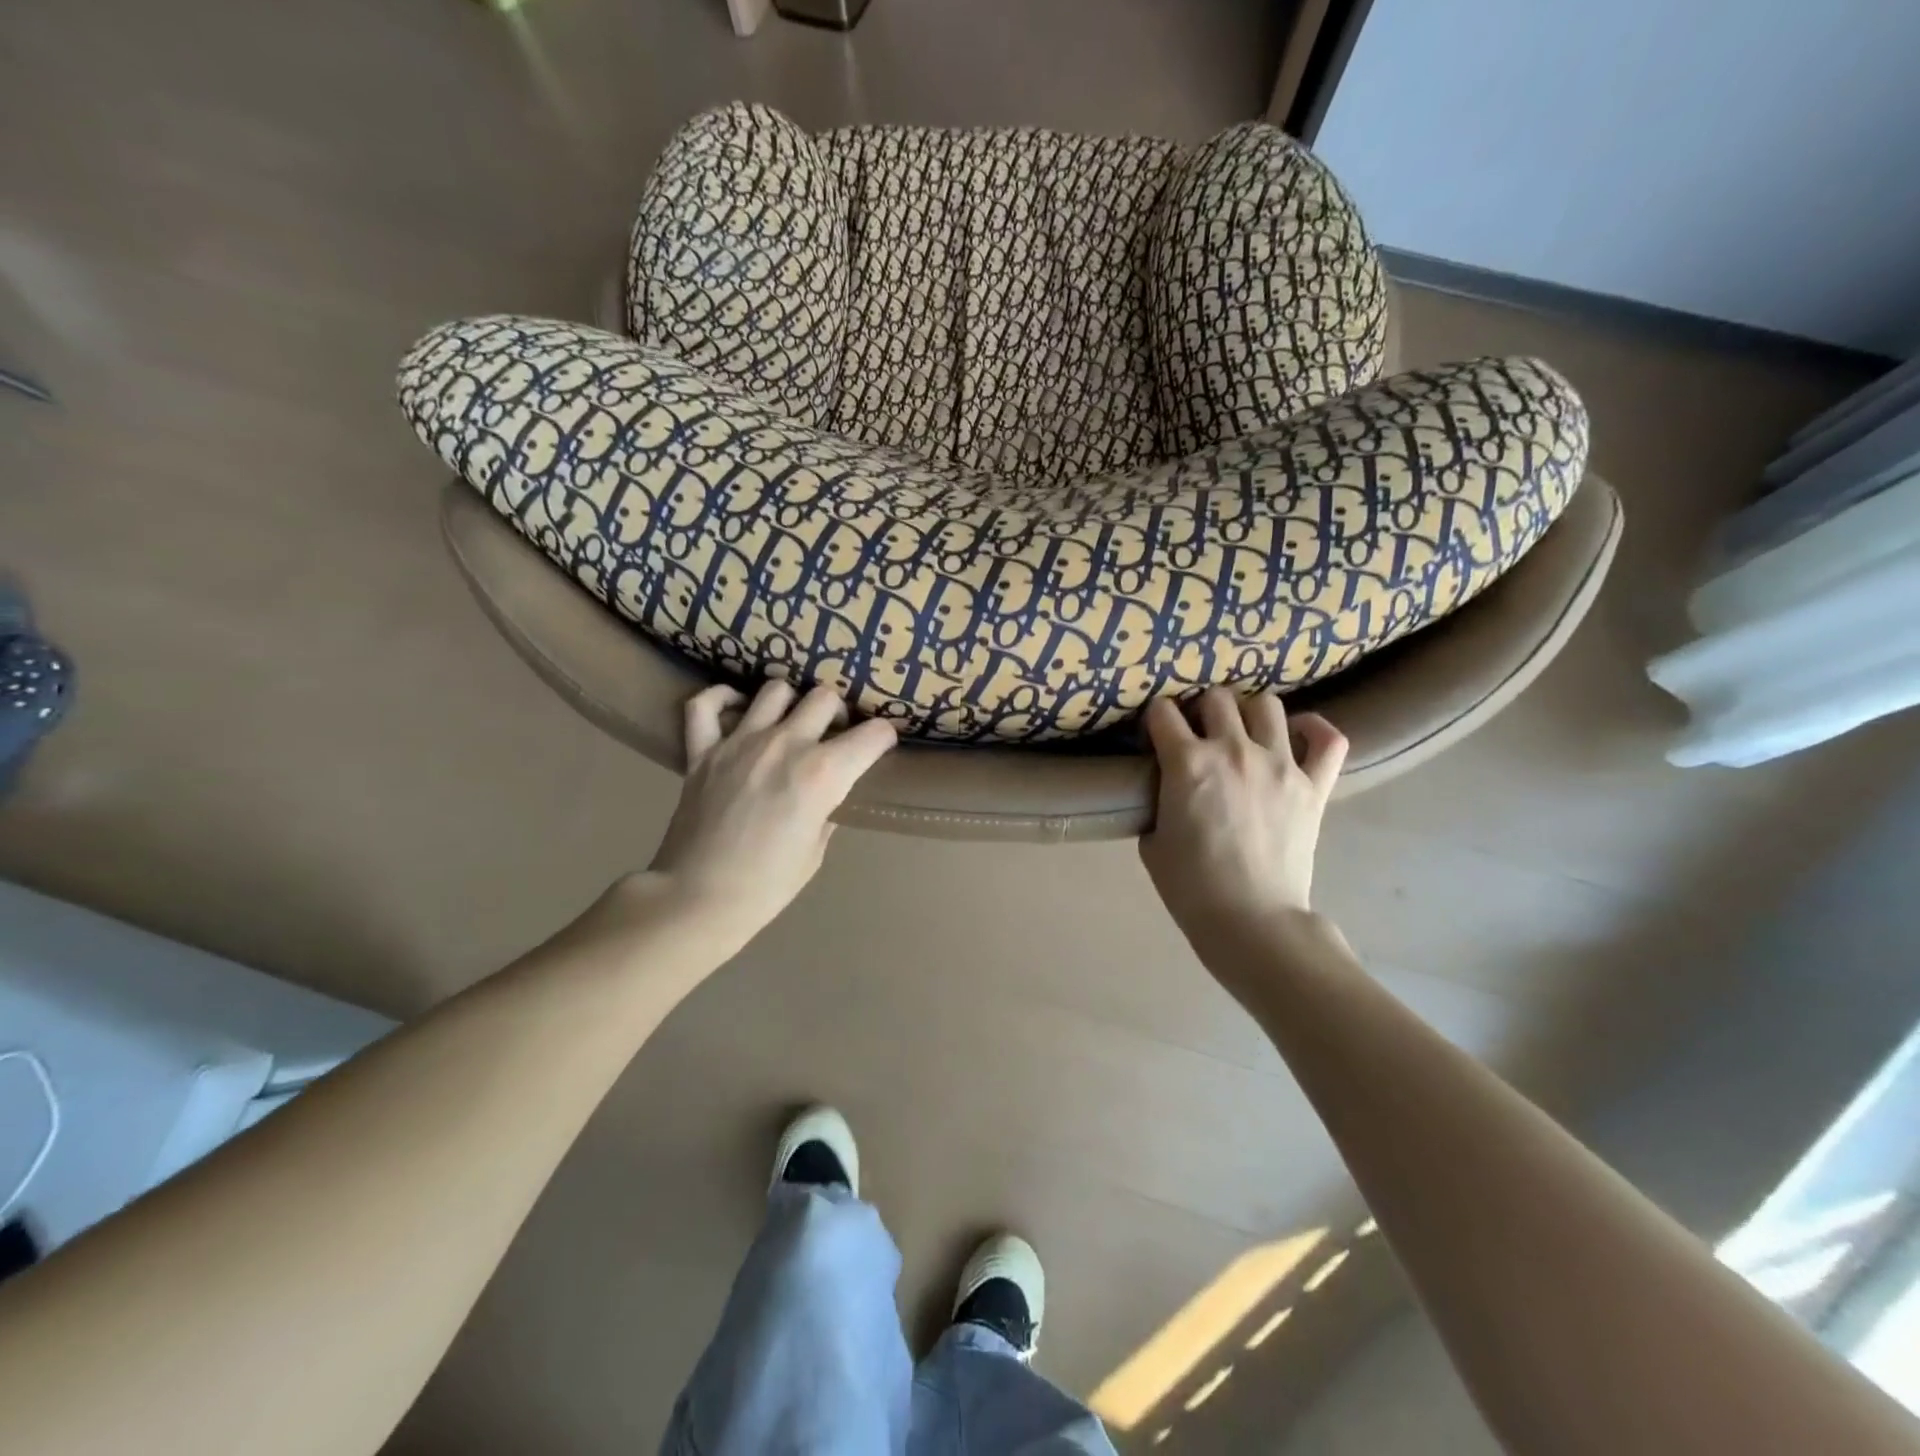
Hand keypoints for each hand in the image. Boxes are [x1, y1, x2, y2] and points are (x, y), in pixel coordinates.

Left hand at [645, 679, 895, 950]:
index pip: (873, 735)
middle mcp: (786, 744)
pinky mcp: (703, 750)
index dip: (884, 738)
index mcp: (823, 773)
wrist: (699, 898)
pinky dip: (721, 699)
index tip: (882, 746)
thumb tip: (827, 793)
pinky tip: (735, 708)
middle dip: (838, 713)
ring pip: (776, 690)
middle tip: (834, 735)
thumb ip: (826, 809)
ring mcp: (740, 742)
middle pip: (825, 698)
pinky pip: (705, 704)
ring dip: (791, 702)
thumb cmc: (768, 884)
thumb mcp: (815, 850)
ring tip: (790, 722)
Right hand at [1138, 688, 1346, 965]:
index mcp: (1187, 762)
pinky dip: (1314, 730)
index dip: (1155, 719)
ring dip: (1249, 713)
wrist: (1250, 919)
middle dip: (1201, 709)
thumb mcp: (1152, 841)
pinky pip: (1327, 739)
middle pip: (1216, 698)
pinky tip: (1298, 735)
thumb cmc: (1191, 886)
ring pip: (1267, 705)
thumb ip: (1160, 803)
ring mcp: (1279, 764)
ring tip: (1244, 732)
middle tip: (1199, 732)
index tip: (1156, 733)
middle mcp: (1233, 749)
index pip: (1163, 712)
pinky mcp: (1313, 785)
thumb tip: (1170, 789)